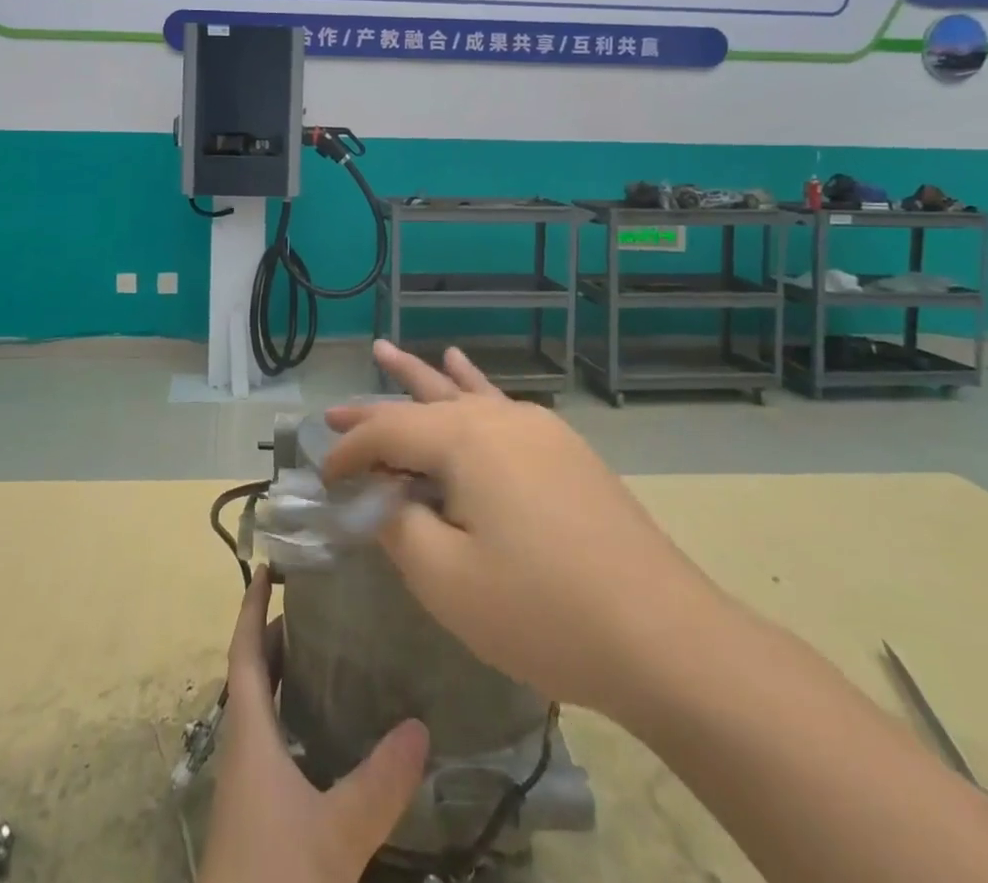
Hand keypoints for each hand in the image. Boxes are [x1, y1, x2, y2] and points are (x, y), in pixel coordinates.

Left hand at [197, 567, 429, 882]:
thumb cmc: (277, 877)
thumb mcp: (337, 832)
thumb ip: (380, 781)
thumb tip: (422, 726)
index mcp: (248, 733)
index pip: (244, 652)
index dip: (252, 607)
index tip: (267, 566)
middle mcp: (243, 747)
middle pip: (253, 674)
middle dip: (276, 634)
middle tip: (317, 604)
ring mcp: (248, 782)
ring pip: (262, 709)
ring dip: (285, 675)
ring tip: (328, 653)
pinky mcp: (258, 812)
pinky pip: (273, 741)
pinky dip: (293, 716)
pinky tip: (327, 731)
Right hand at [324, 340, 715, 715]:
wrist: (664, 636)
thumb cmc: (542, 610)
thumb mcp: (446, 579)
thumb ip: (398, 526)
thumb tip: (381, 498)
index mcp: (465, 439)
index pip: (387, 431)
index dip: (349, 454)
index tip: (323, 481)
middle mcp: (499, 419)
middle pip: (422, 404)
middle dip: (374, 408)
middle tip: (332, 410)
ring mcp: (538, 430)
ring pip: (463, 396)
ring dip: (421, 380)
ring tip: (388, 351)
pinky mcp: (565, 452)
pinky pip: (502, 408)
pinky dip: (474, 387)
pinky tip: (463, 369)